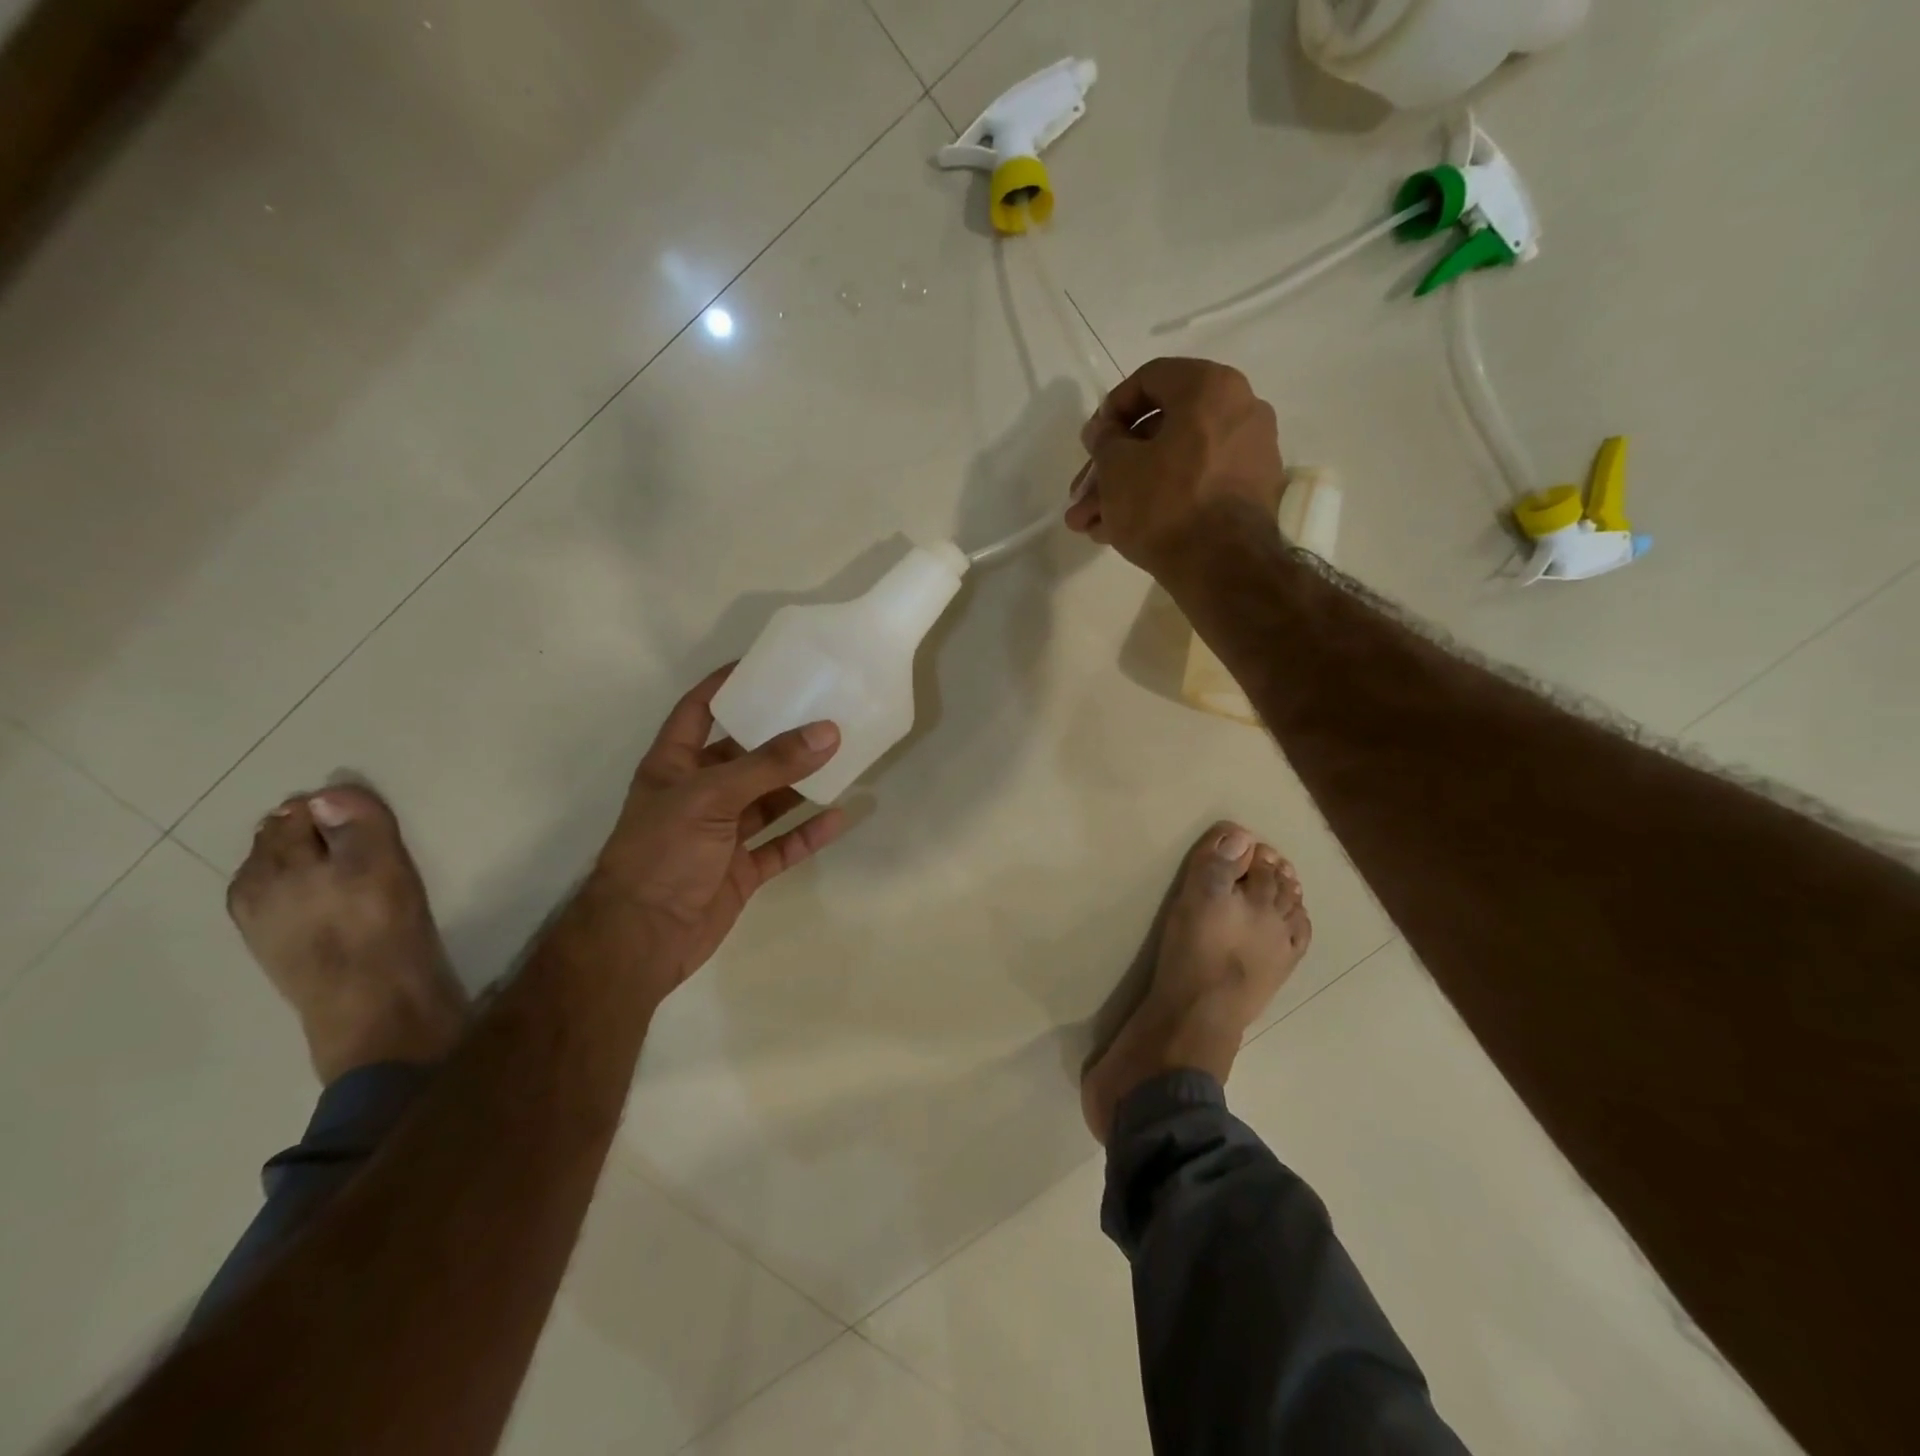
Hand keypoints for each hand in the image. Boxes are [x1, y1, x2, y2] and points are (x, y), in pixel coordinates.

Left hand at [588, 664, 847, 987]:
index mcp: (674, 765)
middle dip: (780, 735)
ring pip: (768, 800)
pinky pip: (781, 844)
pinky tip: (841, 815)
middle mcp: (699, 794)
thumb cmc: (662, 852)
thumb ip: (770, 764)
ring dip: (802, 783)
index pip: (699, 710)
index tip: (768, 664)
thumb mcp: (712, 797)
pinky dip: (808, 832)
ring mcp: (721, 834)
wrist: (642, 938)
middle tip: (825, 710)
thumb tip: (828, 731)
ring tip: (844, 755)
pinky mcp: (741, 869)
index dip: (727, 684)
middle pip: (745, 754)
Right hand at [1064, 357, 1285, 574]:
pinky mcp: (1247, 496)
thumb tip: (1105, 431)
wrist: (1223, 567)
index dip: (1111, 409)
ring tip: (1088, 525)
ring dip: (1126, 492)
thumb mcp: (1117, 467)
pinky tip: (1118, 533)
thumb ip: (1104, 440)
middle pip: (1159, 432)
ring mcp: (1248, 457)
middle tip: (1081, 496)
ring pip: (1172, 466)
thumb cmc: (1165, 503)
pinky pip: (1194, 487)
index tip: (1090, 443)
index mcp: (1211, 388)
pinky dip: (1159, 503)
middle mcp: (1239, 412)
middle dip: (1112, 468)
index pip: (1151, 378)